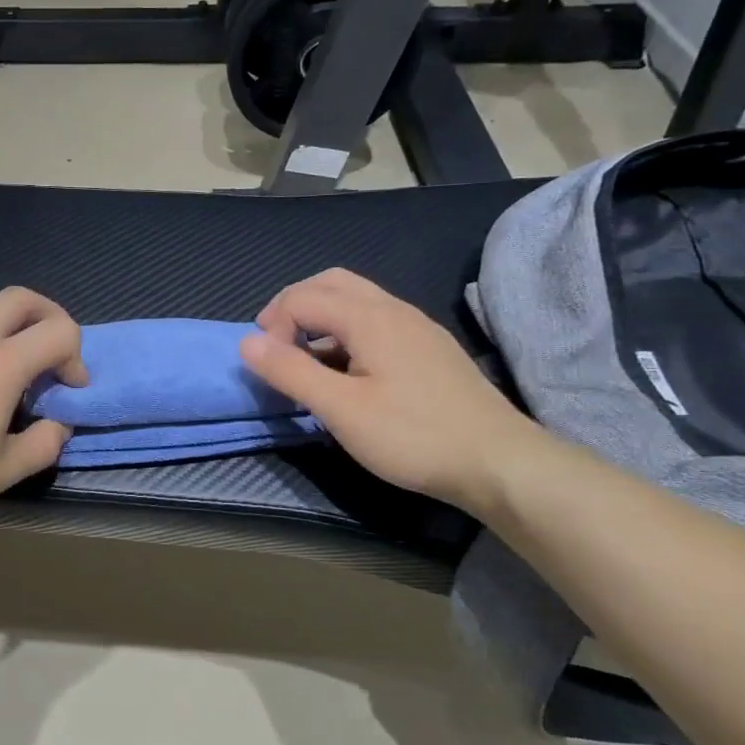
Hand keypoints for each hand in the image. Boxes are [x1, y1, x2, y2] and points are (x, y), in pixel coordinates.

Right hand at [238, 268, 539, 509]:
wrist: (499, 462)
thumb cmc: (413, 436)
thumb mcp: (341, 410)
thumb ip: (291, 372)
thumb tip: (245, 343)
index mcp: (369, 317)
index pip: (302, 298)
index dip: (273, 326)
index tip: (269, 368)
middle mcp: (393, 308)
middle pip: (330, 283)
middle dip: (293, 305)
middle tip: (276, 344)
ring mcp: (416, 326)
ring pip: (356, 298)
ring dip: (320, 316)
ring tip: (305, 357)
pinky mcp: (429, 348)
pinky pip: (376, 319)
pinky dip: (345, 329)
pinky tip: (348, 369)